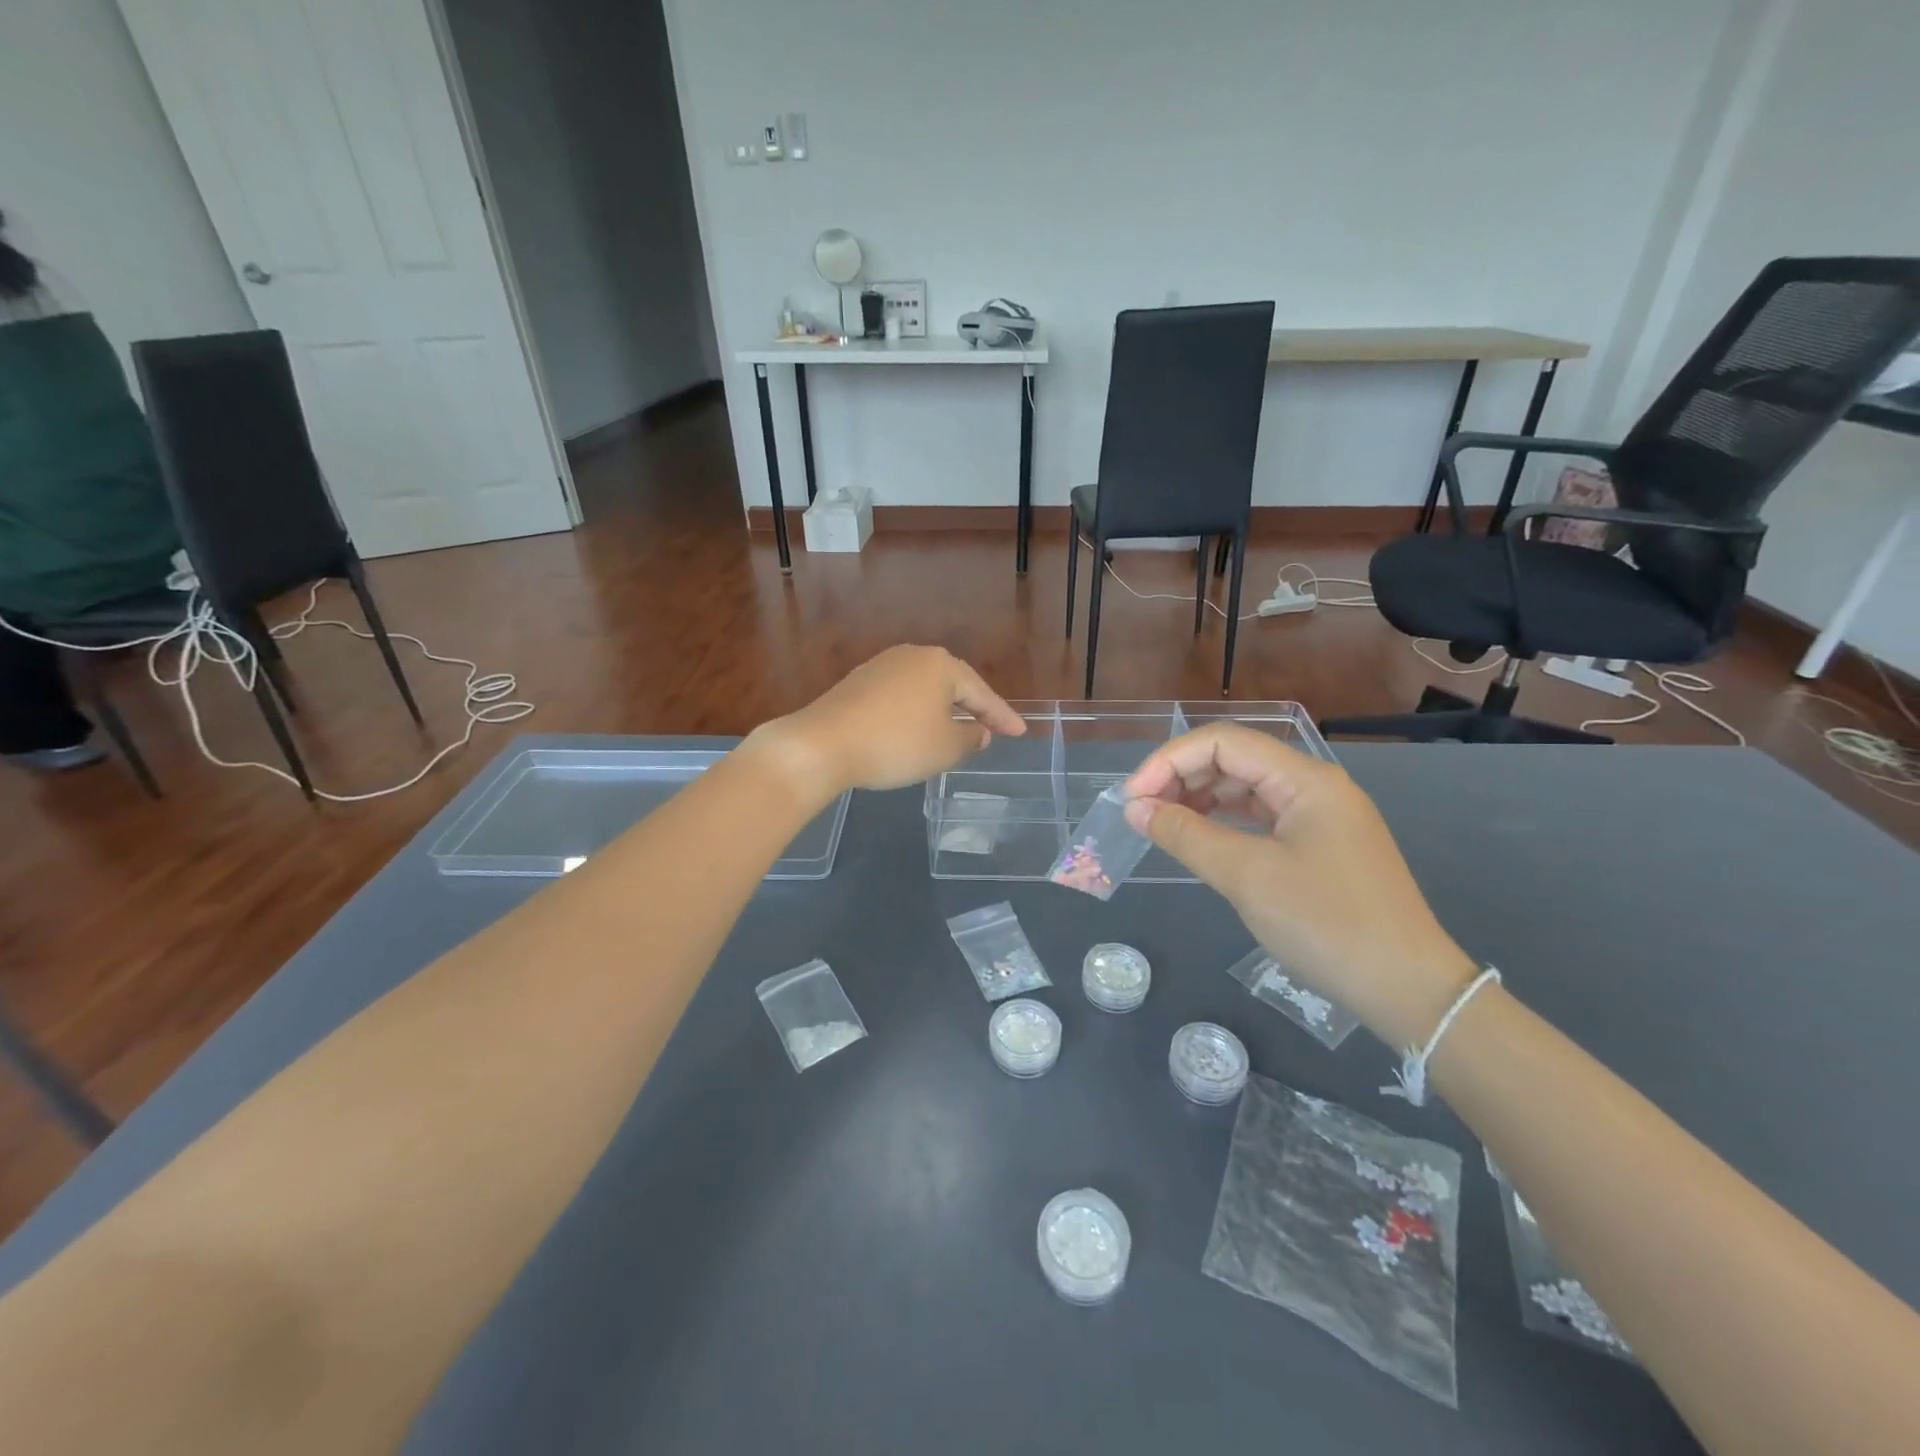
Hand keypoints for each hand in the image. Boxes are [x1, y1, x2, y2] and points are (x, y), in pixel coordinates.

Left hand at [748, 645, 1025, 799]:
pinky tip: (915, 730)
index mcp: (941, 665)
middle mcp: (913, 656)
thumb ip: (970, 737)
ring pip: (924, 690)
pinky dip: (915, 713)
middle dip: (972, 708)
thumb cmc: (896, 744)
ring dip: (942, 711)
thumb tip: (977, 731)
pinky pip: (900, 697)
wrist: (823, 744)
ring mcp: (881, 666)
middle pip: (953, 685)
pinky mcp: (858, 683)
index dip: (1002, 717)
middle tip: (991, 729)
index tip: (1020, 733)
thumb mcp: (945, 748)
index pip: (982, 693)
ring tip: (955, 731)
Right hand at [1123, 725, 1475, 1049]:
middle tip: (1141, 814)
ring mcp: (1321, 817)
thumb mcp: (1247, 877)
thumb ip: (1186, 835)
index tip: (1133, 798)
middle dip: (1182, 778)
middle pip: (1235, 760)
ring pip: (1246, 789)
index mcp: (1305, 780)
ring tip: (1162, 826)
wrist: (1408, 989)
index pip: (1224, 743)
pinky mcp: (1321, 846)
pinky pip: (1261, 818)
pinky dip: (1224, 823)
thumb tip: (1135, 808)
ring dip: (1200, 800)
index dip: (1170, 761)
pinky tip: (1200, 839)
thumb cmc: (1327, 924)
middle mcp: (1315, 786)